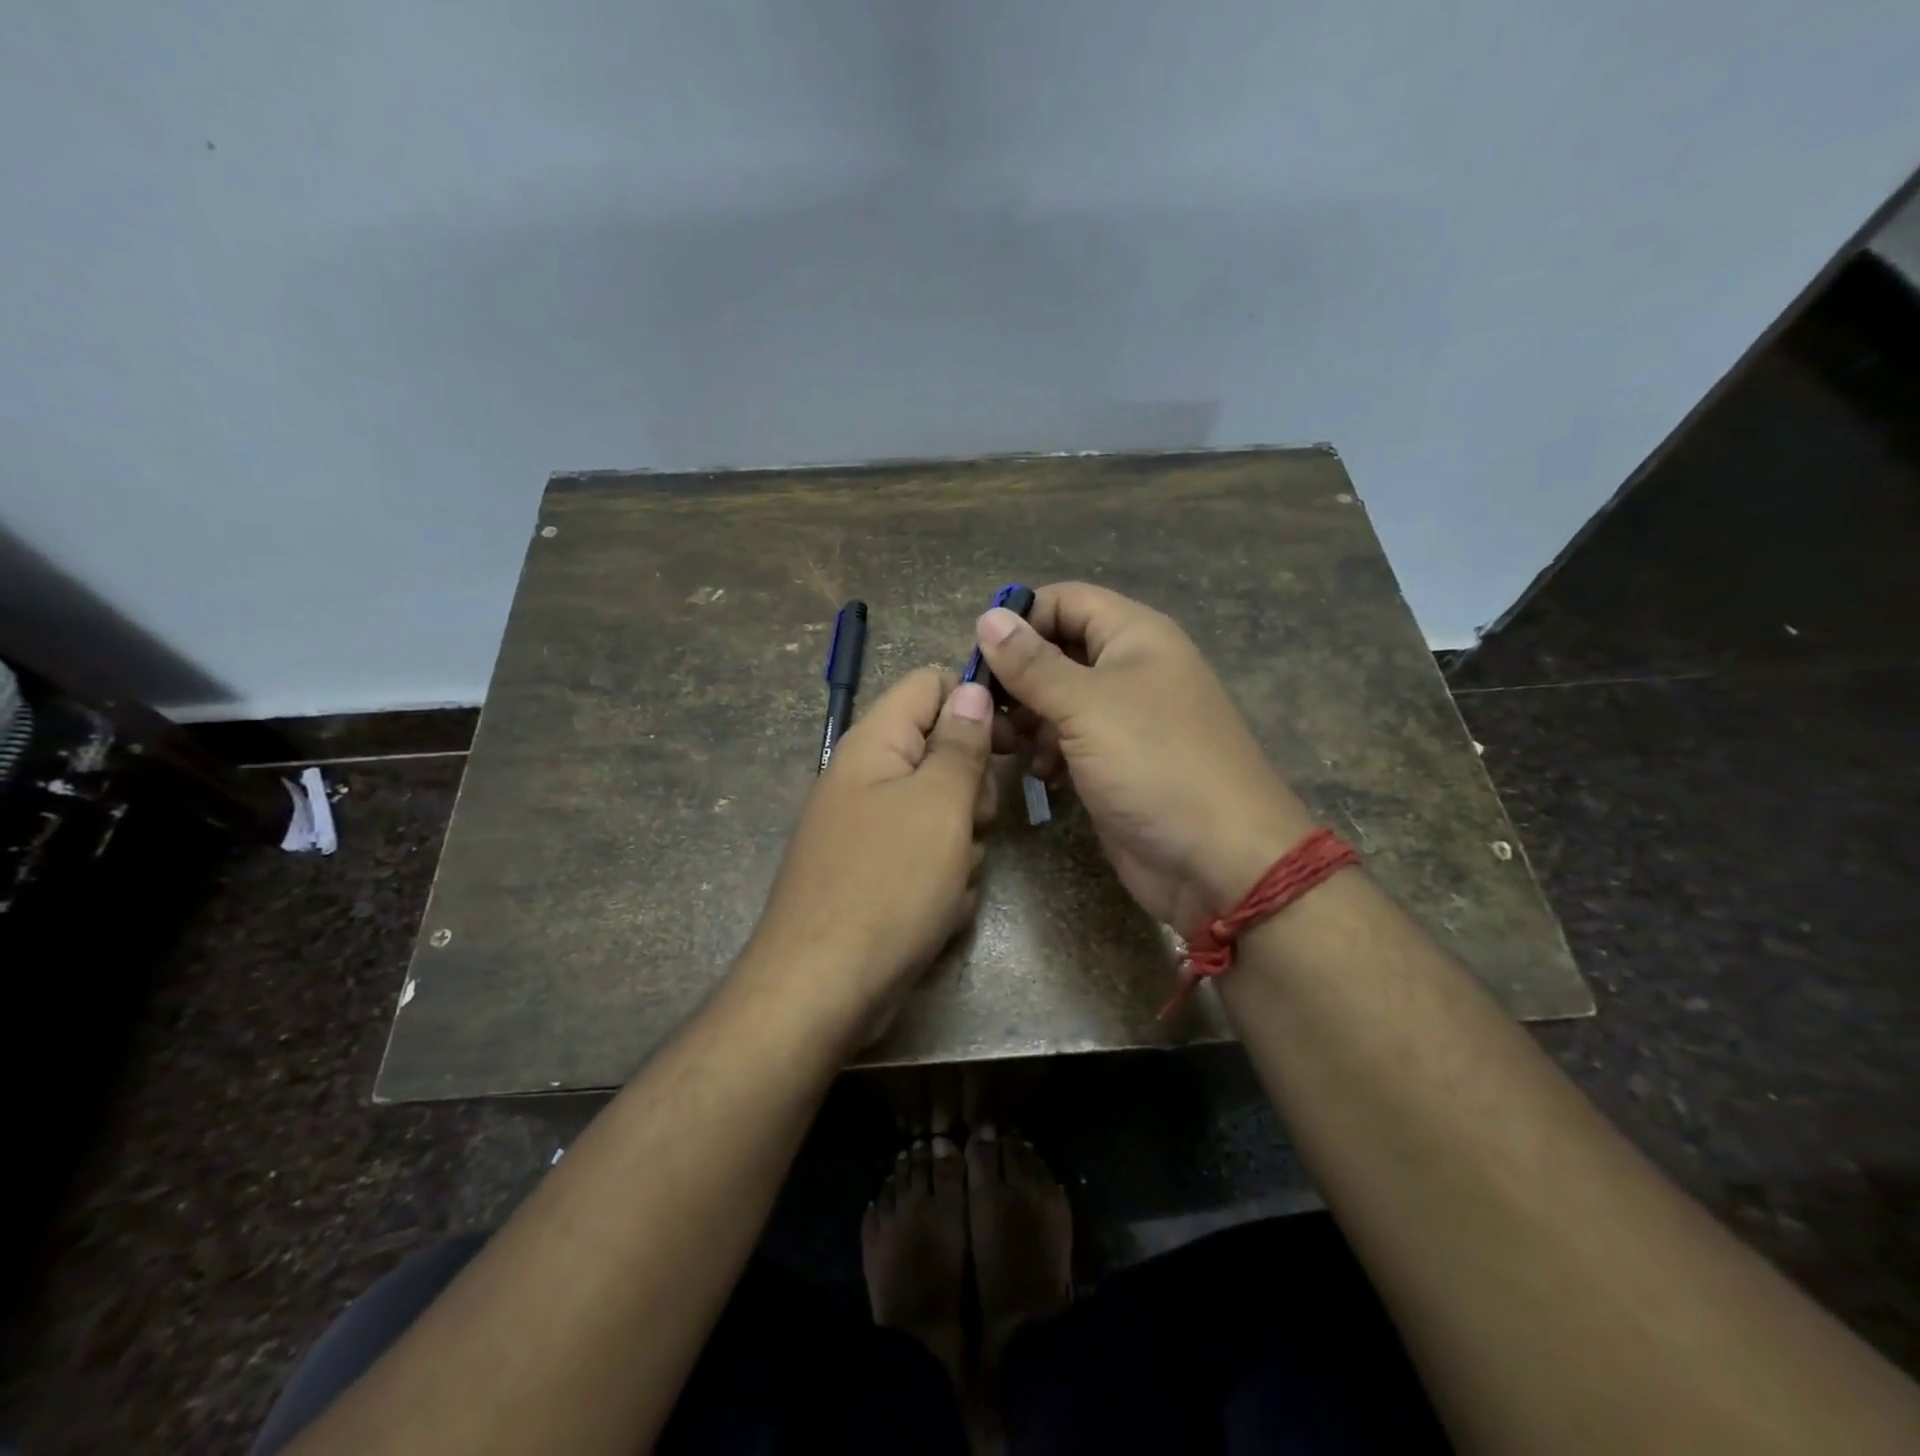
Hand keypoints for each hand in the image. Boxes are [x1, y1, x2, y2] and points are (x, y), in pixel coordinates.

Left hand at [741, 669, 994, 1038]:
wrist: (822, 988)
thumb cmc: (888, 885)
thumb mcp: (939, 805)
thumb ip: (960, 743)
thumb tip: (971, 688)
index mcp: (875, 744)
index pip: (930, 684)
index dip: (974, 703)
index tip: (1009, 744)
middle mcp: (867, 777)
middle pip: (942, 752)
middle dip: (971, 791)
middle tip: (970, 824)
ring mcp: (869, 828)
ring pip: (943, 810)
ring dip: (962, 843)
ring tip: (950, 879)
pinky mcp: (875, 873)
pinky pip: (927, 856)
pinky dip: (943, 879)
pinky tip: (938, 910)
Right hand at [975, 583, 1314, 934]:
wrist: (1219, 860)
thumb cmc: (1154, 765)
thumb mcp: (1086, 706)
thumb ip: (1032, 664)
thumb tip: (988, 617)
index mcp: (1135, 636)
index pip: (1066, 601)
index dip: (1022, 619)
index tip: (979, 655)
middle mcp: (1130, 669)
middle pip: (1058, 650)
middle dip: (1018, 676)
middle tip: (984, 708)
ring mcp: (1125, 719)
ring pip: (1059, 699)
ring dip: (1028, 717)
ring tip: (1007, 744)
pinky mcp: (1117, 763)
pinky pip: (1071, 740)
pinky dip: (1049, 750)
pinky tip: (1041, 774)